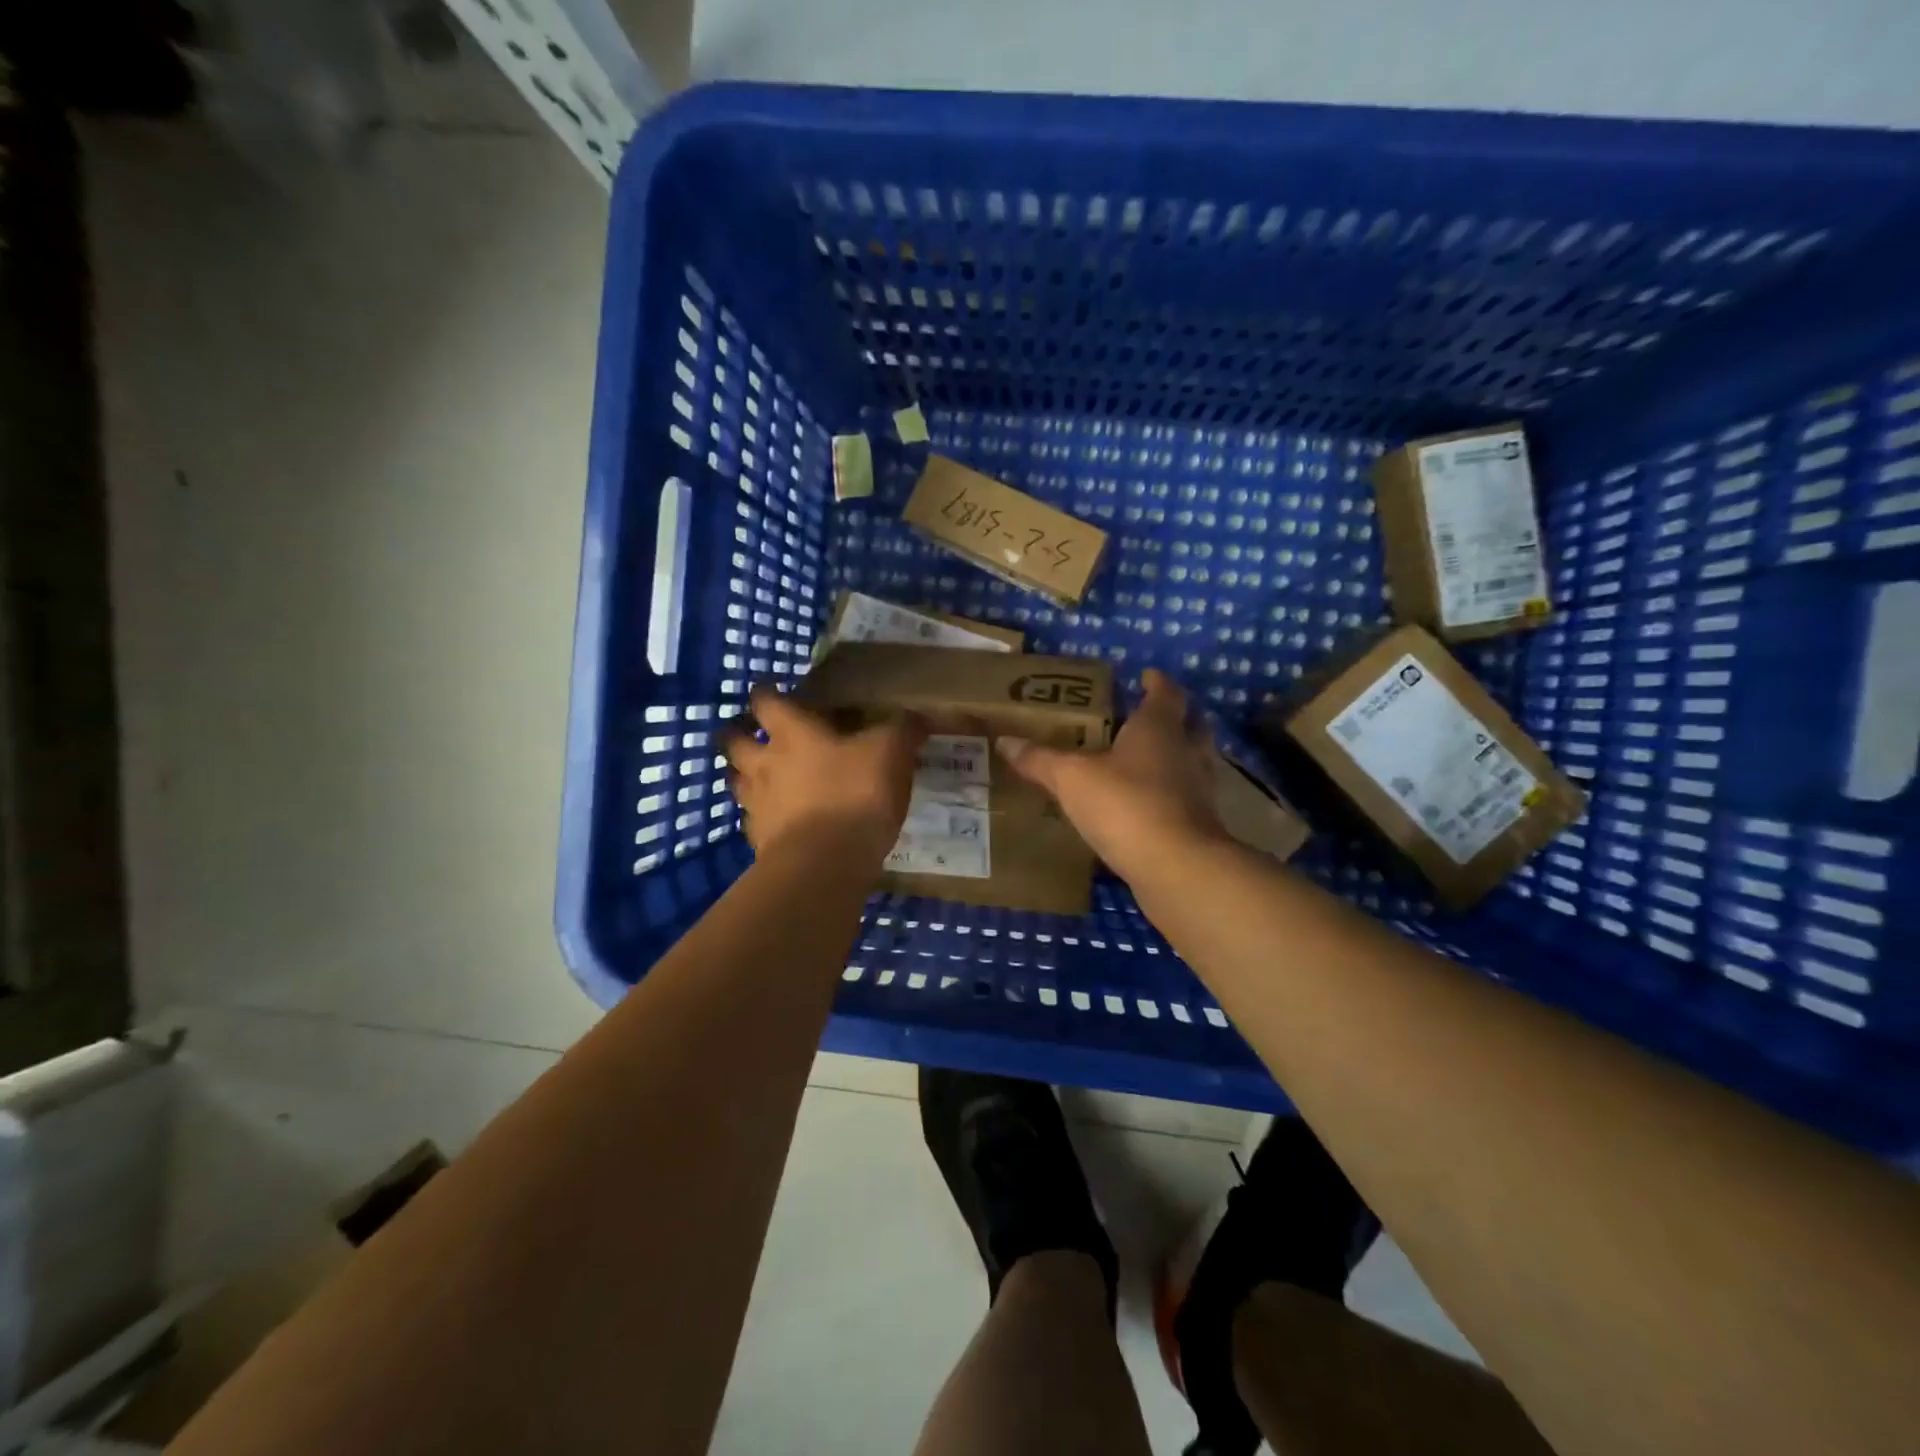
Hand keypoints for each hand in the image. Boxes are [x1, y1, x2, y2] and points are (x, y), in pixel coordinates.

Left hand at [720, 684, 926, 864]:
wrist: (825, 862)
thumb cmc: (855, 793)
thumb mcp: (891, 752)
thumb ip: (902, 729)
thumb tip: (915, 717)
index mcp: (792, 732)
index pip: (766, 700)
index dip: (767, 693)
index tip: (771, 691)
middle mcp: (764, 763)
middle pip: (733, 741)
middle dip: (739, 733)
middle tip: (754, 734)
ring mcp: (756, 803)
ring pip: (736, 780)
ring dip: (745, 775)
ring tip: (762, 777)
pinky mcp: (759, 840)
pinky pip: (753, 820)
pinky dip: (762, 816)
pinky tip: (780, 820)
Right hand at [997, 669, 1227, 884]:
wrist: (1176, 867)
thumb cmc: (1126, 804)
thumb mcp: (1071, 779)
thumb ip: (1040, 760)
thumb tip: (1004, 740)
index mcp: (1159, 728)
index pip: (1165, 693)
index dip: (1156, 683)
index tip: (1146, 676)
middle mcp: (1187, 752)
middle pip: (1191, 724)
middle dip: (1175, 716)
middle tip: (1146, 717)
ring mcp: (1199, 790)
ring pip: (1192, 761)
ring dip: (1175, 756)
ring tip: (1144, 761)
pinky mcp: (1200, 825)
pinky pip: (1186, 798)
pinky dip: (1170, 794)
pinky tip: (1146, 805)